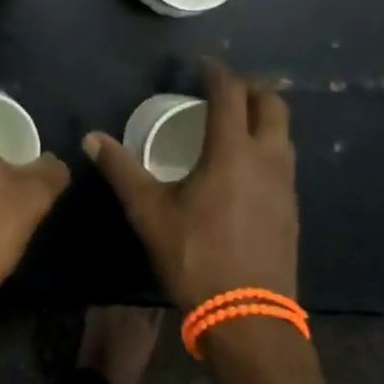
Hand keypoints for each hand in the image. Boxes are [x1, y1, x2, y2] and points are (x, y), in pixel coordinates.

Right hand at [85, 58, 297, 309]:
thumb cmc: (195, 256)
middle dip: (251, 87)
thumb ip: (121, 170)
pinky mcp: (291, 209)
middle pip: (272, 105)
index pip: (230, 94)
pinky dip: (267, 145)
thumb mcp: (149, 212)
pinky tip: (245, 165)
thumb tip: (91, 139)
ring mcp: (285, 185)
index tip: (202, 64)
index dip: (217, 73)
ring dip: (263, 116)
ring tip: (236, 120)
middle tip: (224, 86)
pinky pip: (284, 160)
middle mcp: (266, 159)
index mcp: (232, 152)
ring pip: (283, 134)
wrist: (249, 319)